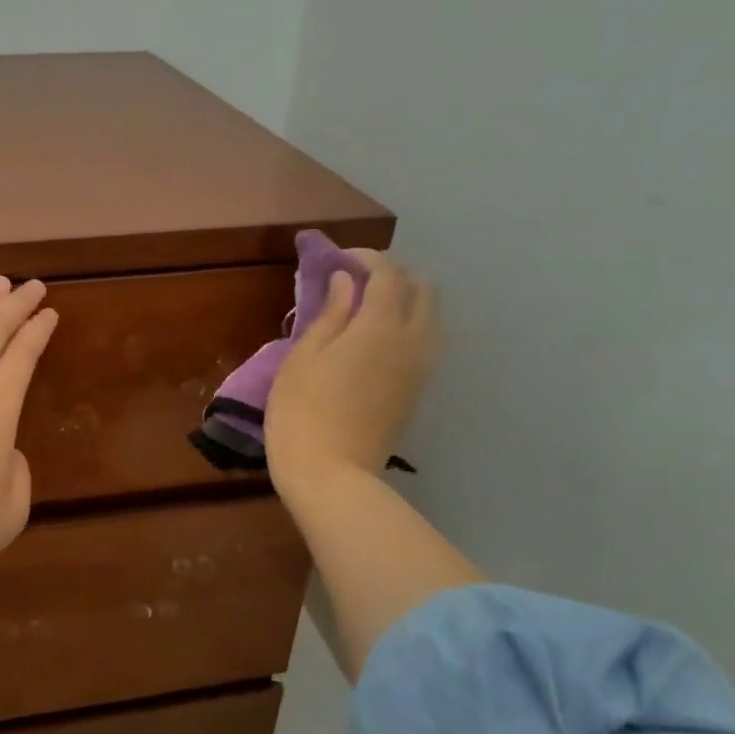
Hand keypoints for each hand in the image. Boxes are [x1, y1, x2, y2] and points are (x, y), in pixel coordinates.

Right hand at [264, 251, 439, 495]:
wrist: (332, 475)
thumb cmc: (302, 412)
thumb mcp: (303, 358)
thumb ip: (329, 314)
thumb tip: (345, 282)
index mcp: (380, 327)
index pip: (387, 273)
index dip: (365, 258)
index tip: (338, 260)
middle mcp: (412, 341)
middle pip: (423, 289)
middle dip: (393, 274)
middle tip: (355, 282)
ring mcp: (421, 368)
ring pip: (432, 316)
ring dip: (406, 300)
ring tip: (366, 309)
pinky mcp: (418, 391)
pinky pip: (426, 342)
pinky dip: (409, 326)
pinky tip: (376, 339)